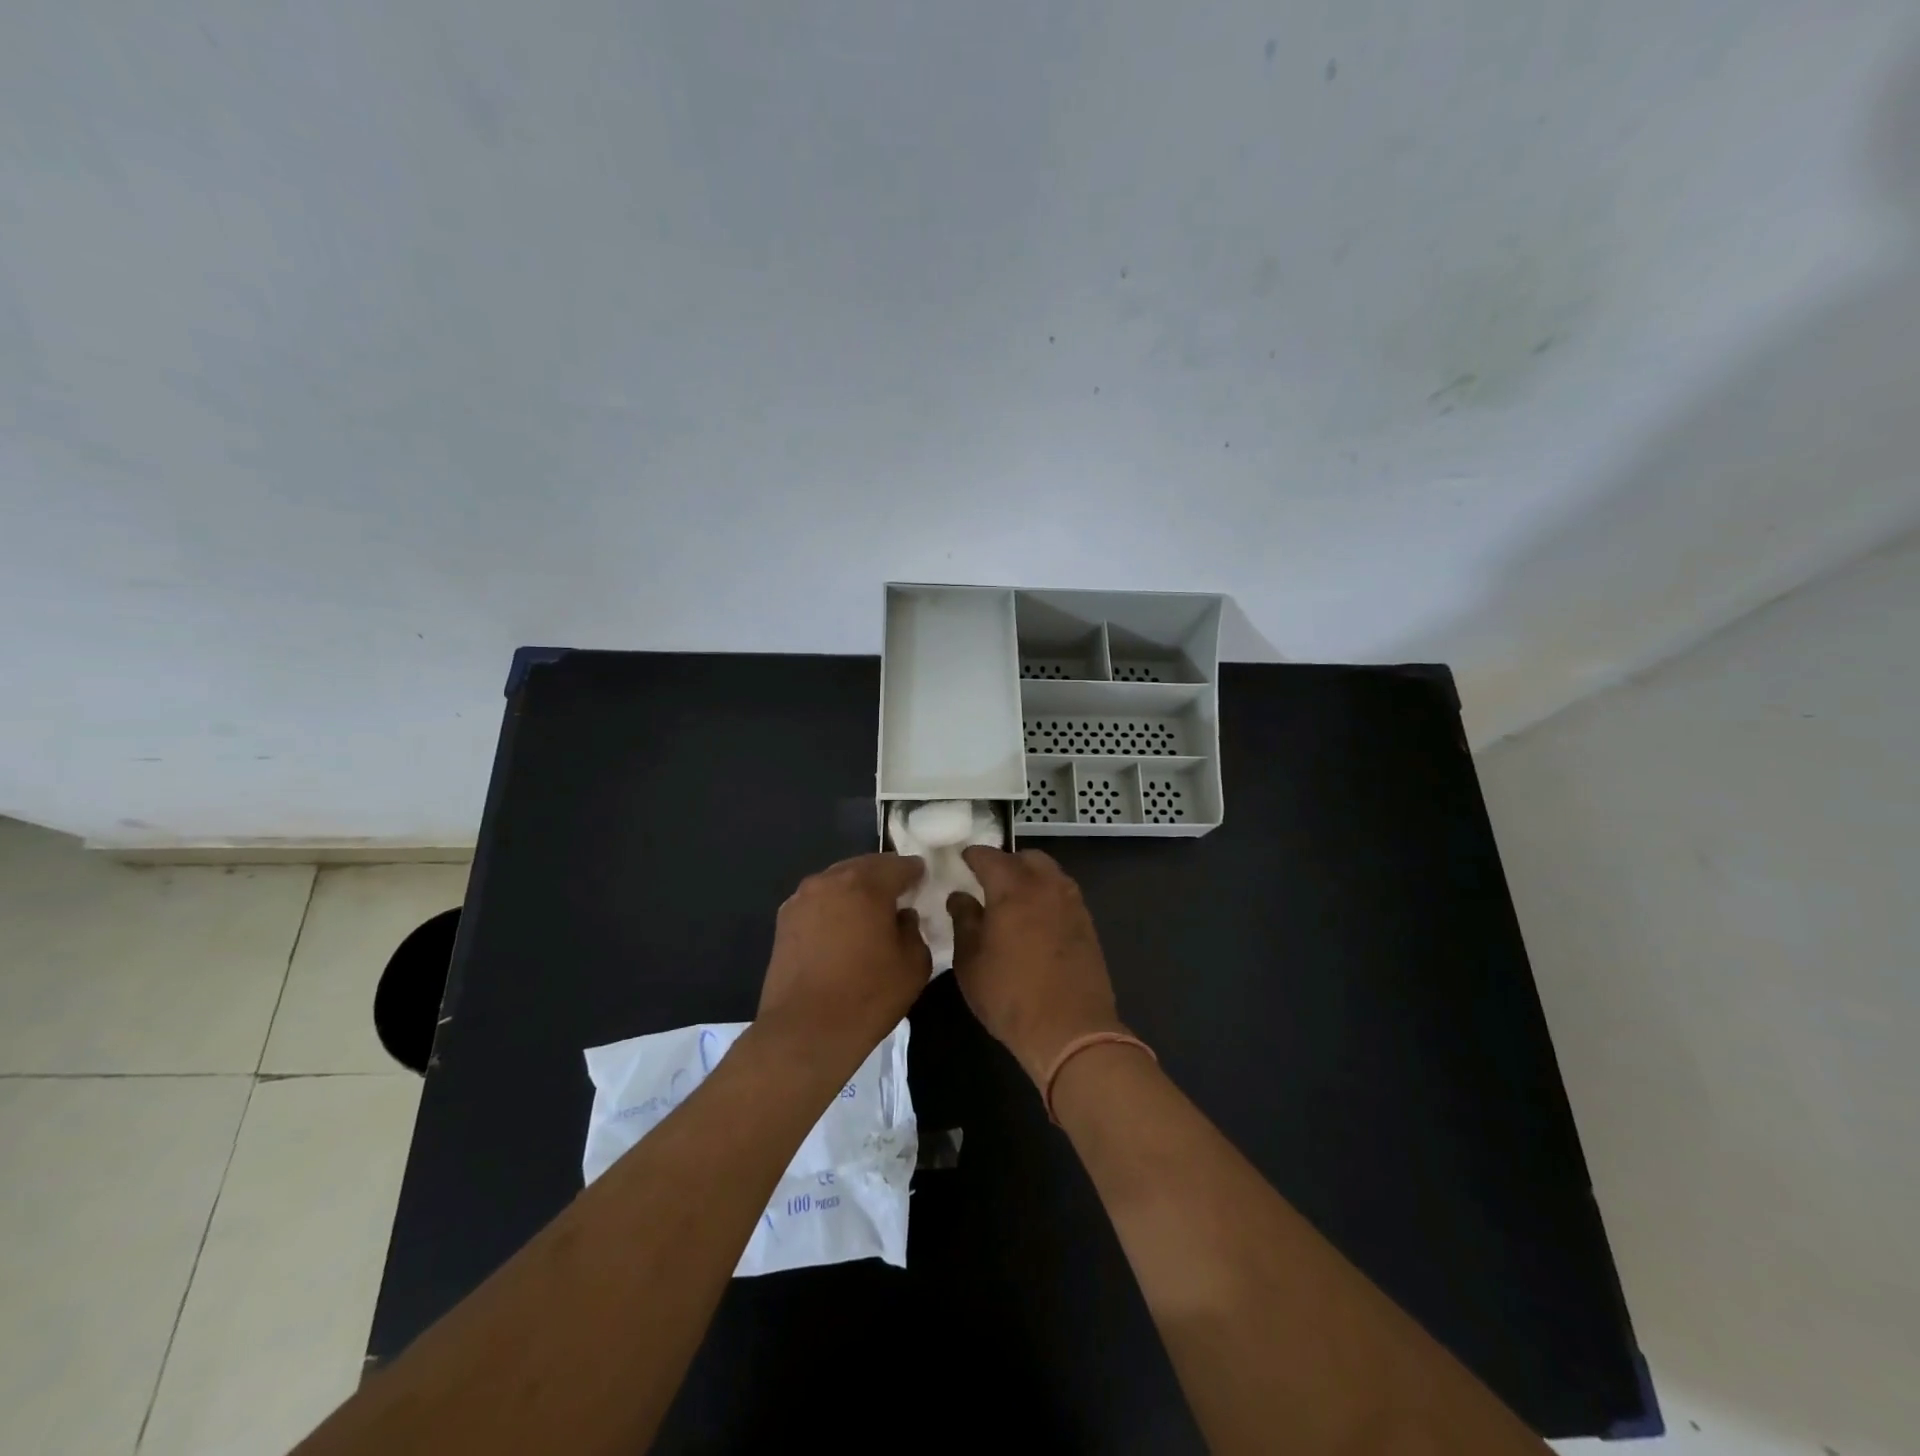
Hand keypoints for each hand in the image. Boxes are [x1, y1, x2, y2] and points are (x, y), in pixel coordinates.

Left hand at [758, 853, 930, 1071]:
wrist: (805, 1031)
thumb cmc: (867, 996)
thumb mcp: (913, 964)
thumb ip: (913, 929)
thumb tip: (902, 916)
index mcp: (866, 884)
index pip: (898, 865)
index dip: (915, 872)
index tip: (924, 881)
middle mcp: (830, 881)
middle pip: (864, 866)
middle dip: (884, 876)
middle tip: (899, 895)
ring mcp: (802, 898)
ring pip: (838, 881)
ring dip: (856, 890)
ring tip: (869, 912)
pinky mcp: (784, 920)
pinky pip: (818, 901)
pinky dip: (833, 906)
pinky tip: (841, 929)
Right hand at [947, 848, 1124, 1086]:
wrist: (1071, 1030)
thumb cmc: (1010, 996)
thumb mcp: (970, 962)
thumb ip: (963, 921)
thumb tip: (960, 896)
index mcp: (1012, 888)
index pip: (988, 856)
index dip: (972, 856)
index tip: (961, 860)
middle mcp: (1046, 885)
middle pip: (1025, 857)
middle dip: (1005, 862)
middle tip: (988, 881)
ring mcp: (1072, 903)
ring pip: (1049, 873)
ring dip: (1030, 877)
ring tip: (1013, 900)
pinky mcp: (1087, 923)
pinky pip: (1063, 894)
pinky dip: (1047, 895)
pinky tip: (1036, 919)